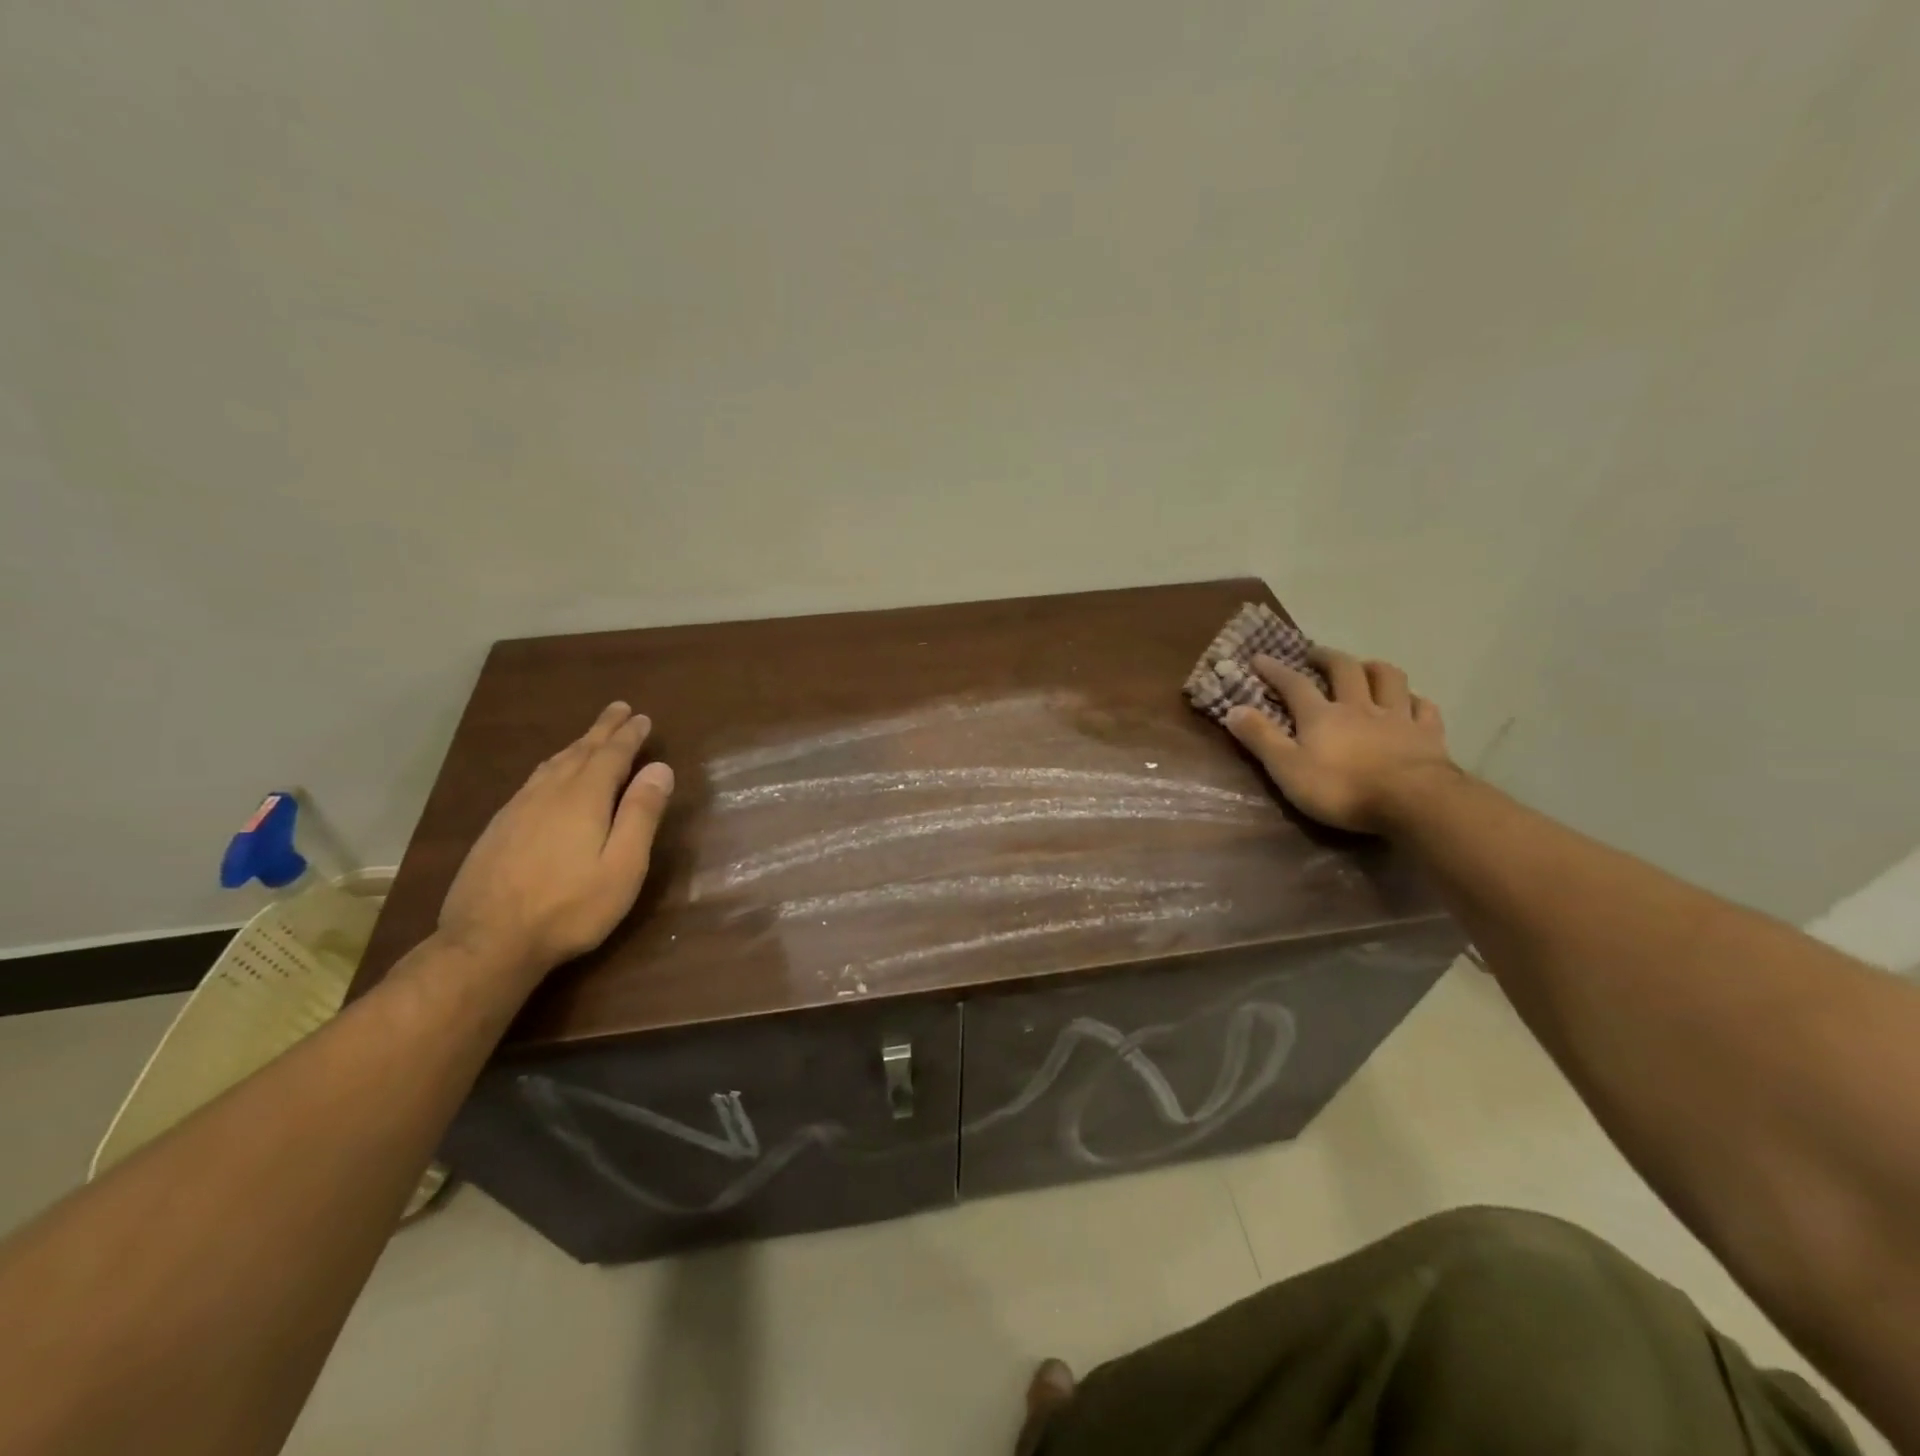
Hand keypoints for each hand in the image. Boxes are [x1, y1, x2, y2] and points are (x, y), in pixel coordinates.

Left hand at [437, 702, 674, 979]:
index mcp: (584, 798)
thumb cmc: (570, 907)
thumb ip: (641, 814)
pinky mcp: (498, 828)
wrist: (487, 942)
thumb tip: (660, 768)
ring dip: (576, 745)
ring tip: (590, 737)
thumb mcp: (623, 866)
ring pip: (552, 765)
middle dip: (602, 729)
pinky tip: (550, 775)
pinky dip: (552, 766)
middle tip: (618, 708)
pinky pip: (532, 781)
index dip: (629, 736)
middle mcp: (549, 793)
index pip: (612, 755)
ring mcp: (517, 809)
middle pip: (580, 751)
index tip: (643, 718)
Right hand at [1225, 648, 1456, 833]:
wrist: (1412, 802)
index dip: (1275, 670)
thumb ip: (1260, 738)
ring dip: (1374, 668)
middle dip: (1327, 658)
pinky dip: (1415, 700)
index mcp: (1321, 716)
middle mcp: (1359, 707)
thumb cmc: (1341, 788)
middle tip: (1315, 654)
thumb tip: (1232, 709)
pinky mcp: (1428, 735)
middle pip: (1345, 670)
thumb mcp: (1287, 768)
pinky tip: (1411, 703)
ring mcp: (1397, 718)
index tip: (1259, 658)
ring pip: (1389, 679)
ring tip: (1365, 667)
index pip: (1294, 684)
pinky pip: (1424, 708)